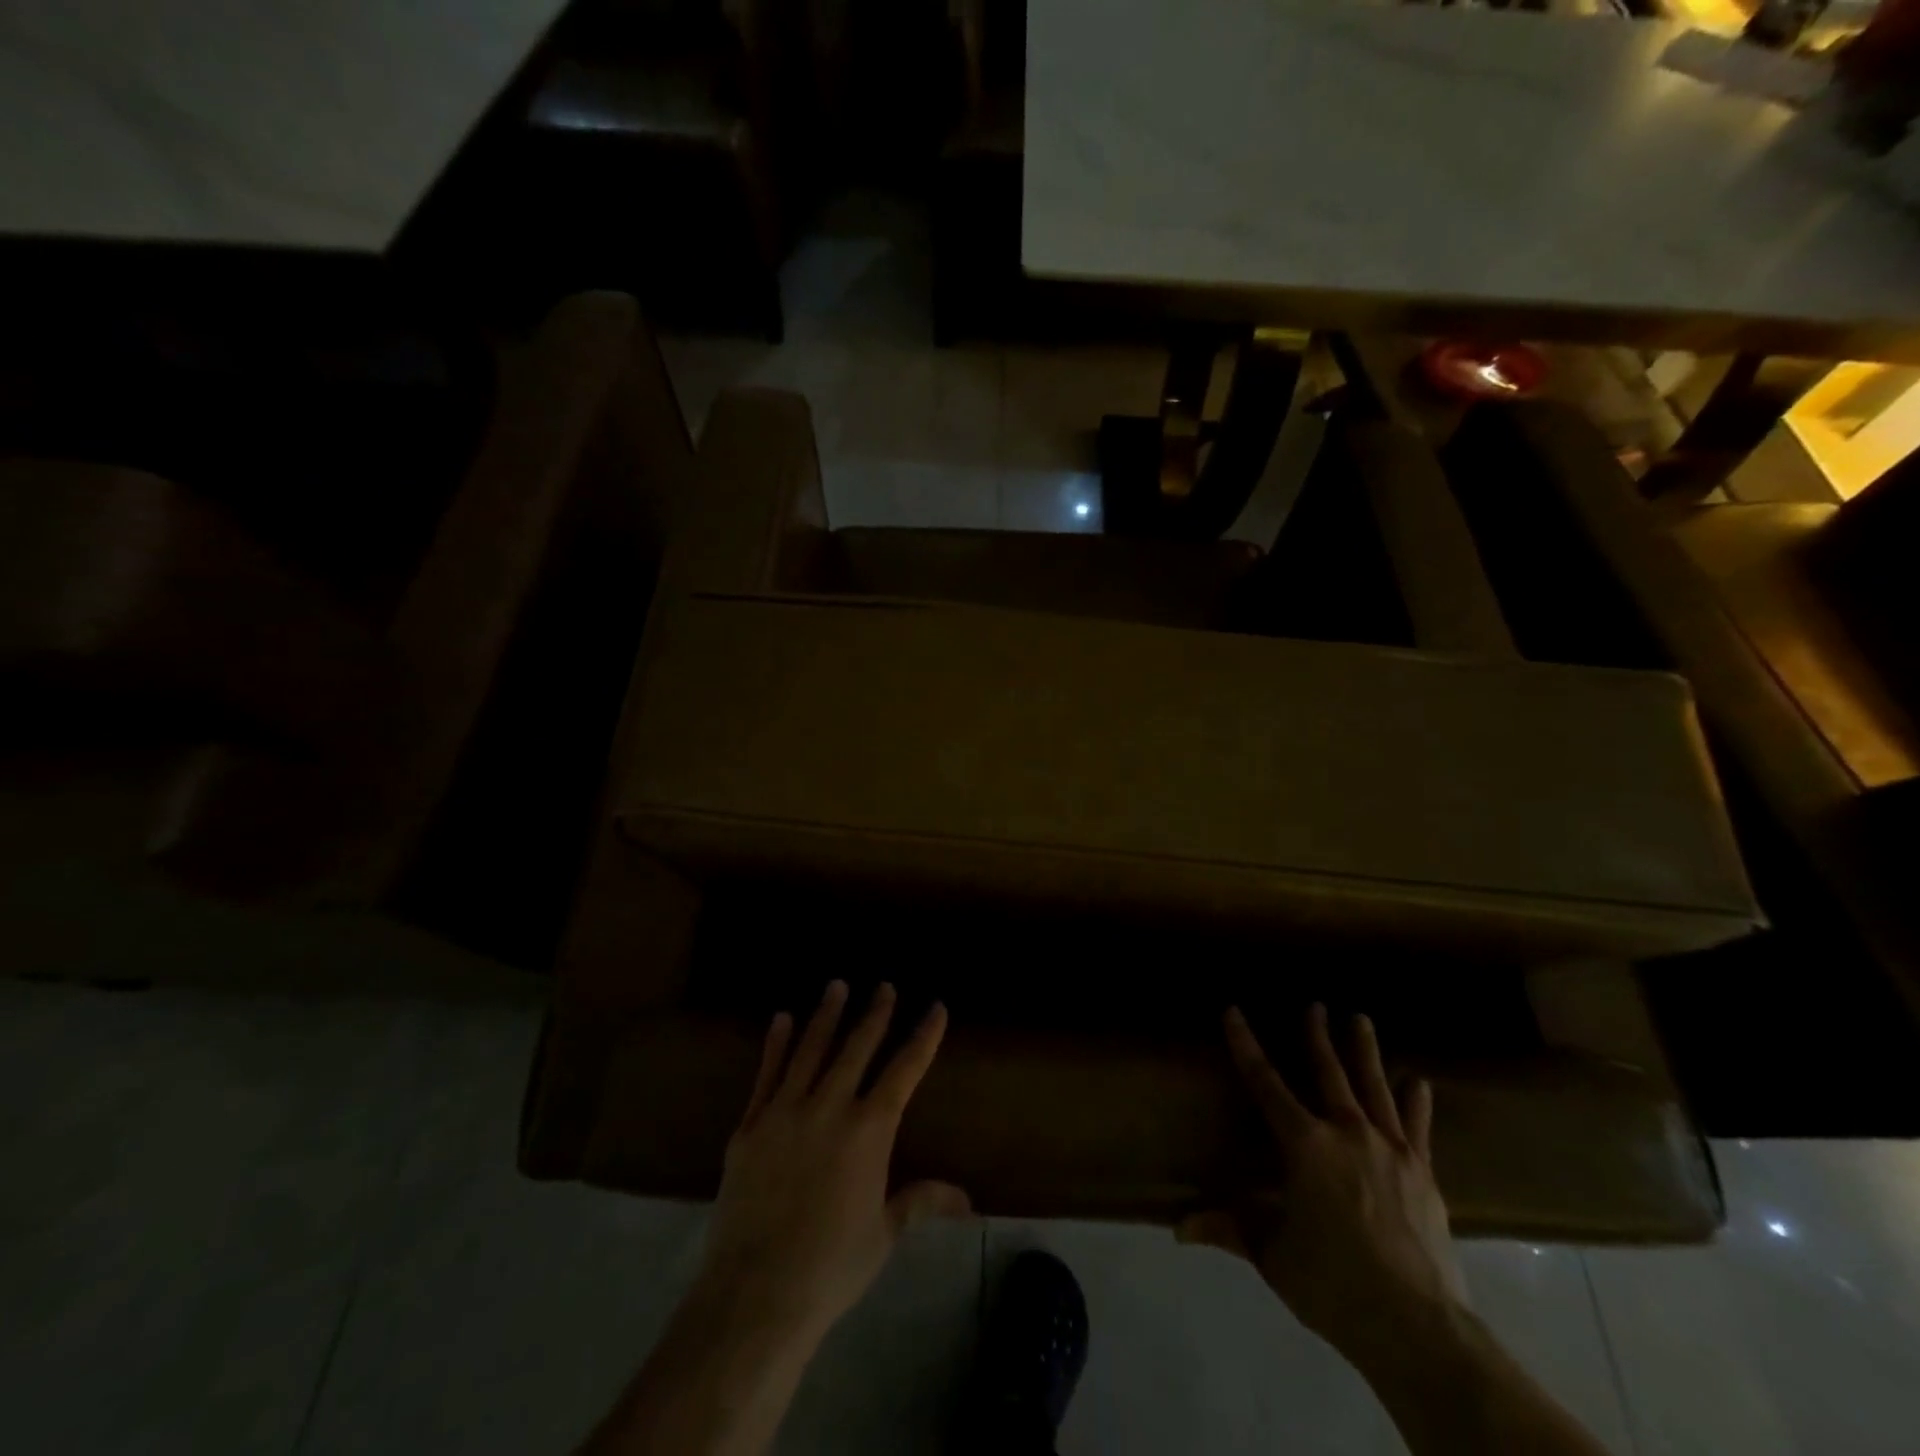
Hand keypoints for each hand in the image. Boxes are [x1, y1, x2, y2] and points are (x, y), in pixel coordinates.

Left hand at [694, 980, 970, 1347]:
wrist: (755, 1294)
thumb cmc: (831, 1266)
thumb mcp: (884, 1234)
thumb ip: (921, 1201)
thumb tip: (967, 1199)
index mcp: (869, 1131)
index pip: (904, 1070)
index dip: (923, 1037)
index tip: (935, 1007)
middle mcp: (830, 1107)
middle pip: (856, 1048)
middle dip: (874, 1013)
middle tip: (883, 985)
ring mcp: (785, 1112)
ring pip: (811, 1049)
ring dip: (826, 1015)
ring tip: (837, 985)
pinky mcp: (750, 1125)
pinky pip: (767, 1074)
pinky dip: (777, 1044)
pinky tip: (782, 1019)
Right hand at [1179, 1004, 1468, 1364]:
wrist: (1418, 1328)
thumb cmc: (1333, 1283)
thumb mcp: (1272, 1255)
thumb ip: (1230, 1229)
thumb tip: (1179, 1228)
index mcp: (1304, 1145)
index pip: (1265, 1082)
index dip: (1245, 1044)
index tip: (1233, 1011)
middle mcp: (1346, 1133)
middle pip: (1328, 1072)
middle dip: (1317, 1035)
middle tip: (1315, 1004)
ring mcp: (1390, 1150)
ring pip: (1374, 1087)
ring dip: (1365, 1051)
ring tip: (1360, 1018)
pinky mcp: (1423, 1174)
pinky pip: (1417, 1127)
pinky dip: (1416, 1102)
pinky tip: (1418, 1081)